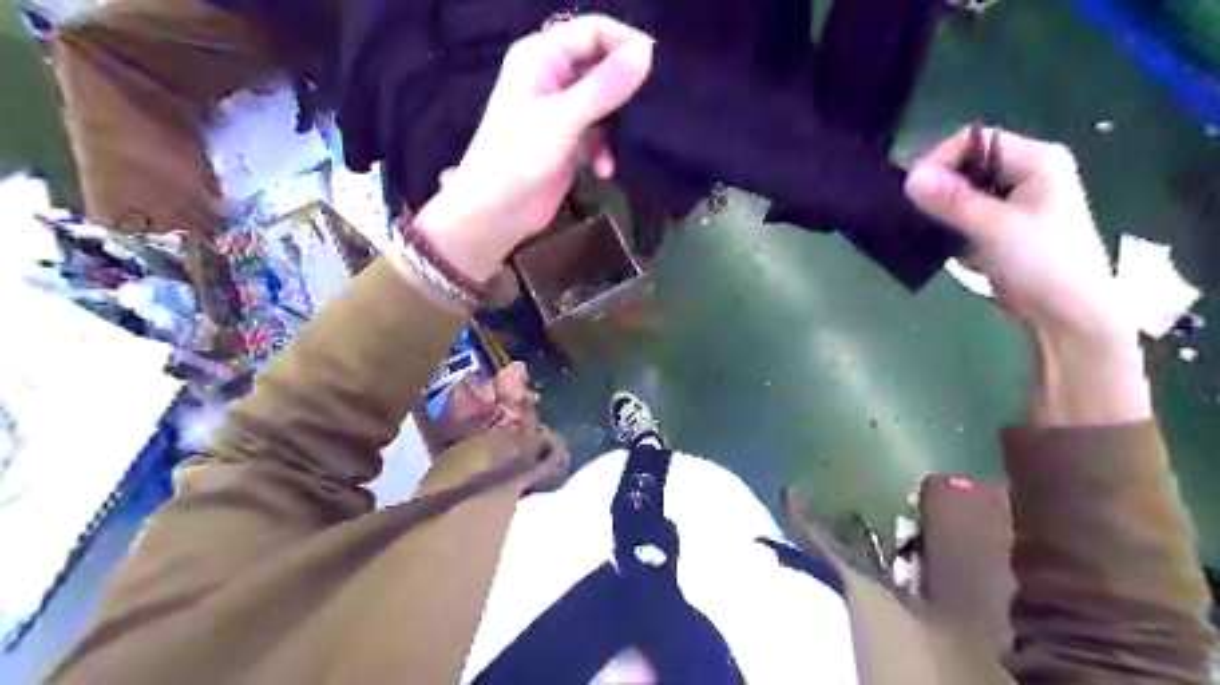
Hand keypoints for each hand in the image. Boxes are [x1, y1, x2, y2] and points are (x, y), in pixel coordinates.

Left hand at [409, 16, 651, 282]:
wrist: (495, 214)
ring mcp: (562, 112)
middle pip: (602, 67)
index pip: (594, 32)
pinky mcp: (570, 143)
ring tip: (628, 142)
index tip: (656, 67)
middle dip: (625, 88)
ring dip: (617, 125)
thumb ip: (605, 86)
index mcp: (542, 57)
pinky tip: (605, 171)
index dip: (625, 43)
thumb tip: (647, 52)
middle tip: (652, 107)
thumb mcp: (563, 119)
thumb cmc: (519, 157)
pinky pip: (600, 135)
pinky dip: (606, 150)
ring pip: (605, 104)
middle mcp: (553, 77)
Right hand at [904, 127, 1123, 339]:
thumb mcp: (994, 228)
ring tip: (917, 223)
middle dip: (937, 184)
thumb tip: (909, 177)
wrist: (1068, 315)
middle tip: (910, 209)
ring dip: (938, 206)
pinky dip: (946, 223)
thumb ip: (952, 200)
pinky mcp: (1000, 230)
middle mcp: (1025, 174)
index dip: (941, 159)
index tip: (913, 189)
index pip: (975, 141)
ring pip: (963, 192)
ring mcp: (1013, 203)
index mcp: (1036, 160)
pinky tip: (932, 238)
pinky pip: (964, 215)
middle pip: (967, 164)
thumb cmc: (1043, 263)